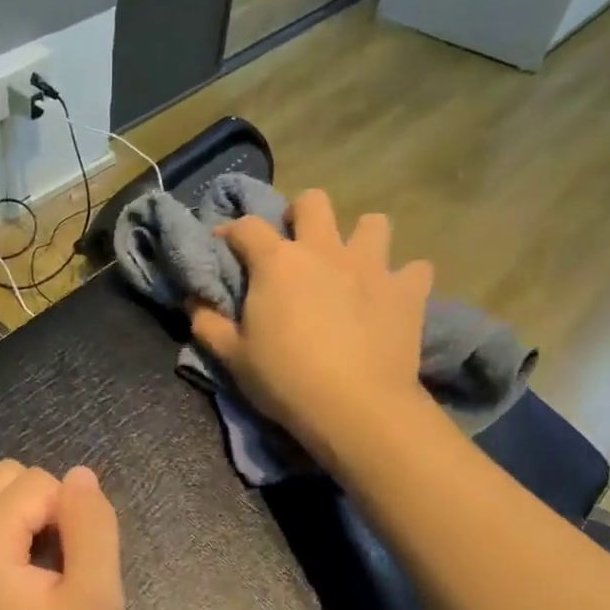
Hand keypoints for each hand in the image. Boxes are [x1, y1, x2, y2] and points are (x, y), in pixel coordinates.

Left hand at [0, 460, 123, 609]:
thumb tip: (79, 475)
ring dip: (19, 529)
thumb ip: (92, 526)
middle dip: (41, 512)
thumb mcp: (98, 600)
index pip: (36, 482)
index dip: (69, 517)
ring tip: (36, 585)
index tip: (74, 571)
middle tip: (57, 572)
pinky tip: (9, 598)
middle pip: (3, 482)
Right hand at [188, 189, 434, 466]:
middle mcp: (324, 250)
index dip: (231, 231)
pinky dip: (404, 278)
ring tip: (351, 265)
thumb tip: (194, 300)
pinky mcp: (407, 291)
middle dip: (301, 214)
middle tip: (295, 245)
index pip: (246, 226)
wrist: (355, 407)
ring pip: (373, 223)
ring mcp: (371, 266)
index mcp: (277, 262)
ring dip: (360, 237)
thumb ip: (208, 323)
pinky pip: (415, 268)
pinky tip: (392, 296)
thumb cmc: (284, 379)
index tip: (225, 247)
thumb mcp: (232, 357)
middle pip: (314, 202)